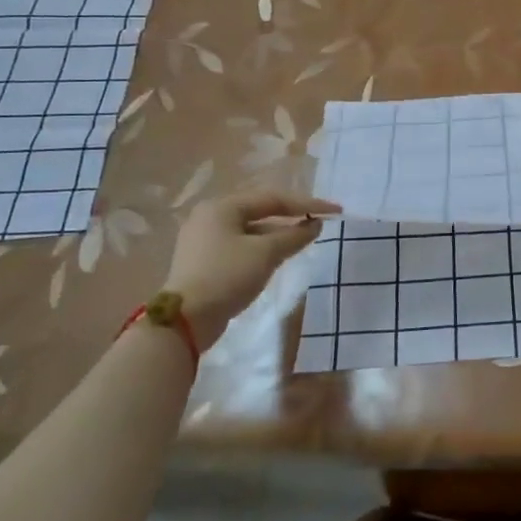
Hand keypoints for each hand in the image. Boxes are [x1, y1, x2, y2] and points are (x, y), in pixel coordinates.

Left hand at [163, 191, 338, 327]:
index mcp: (223, 206)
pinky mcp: (204, 262)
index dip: (307, 205)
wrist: (184, 321)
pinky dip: (262, 248)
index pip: (273, 198)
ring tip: (304, 240)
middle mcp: (210, 217)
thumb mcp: (265, 253)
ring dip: (278, 234)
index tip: (335, 211)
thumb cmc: (227, 276)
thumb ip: (294, 236)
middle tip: (319, 223)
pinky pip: (241, 246)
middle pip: (261, 211)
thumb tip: (316, 225)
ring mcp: (204, 240)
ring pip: (251, 230)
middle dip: (292, 217)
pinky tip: (278, 256)